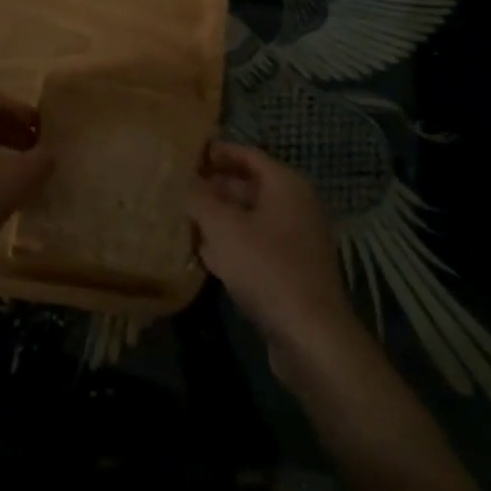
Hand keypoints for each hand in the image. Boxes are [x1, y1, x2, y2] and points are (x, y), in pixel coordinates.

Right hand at [188, 143, 360, 373]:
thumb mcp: (223, 227)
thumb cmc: (266, 268)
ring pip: (250, 218)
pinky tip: (204, 254)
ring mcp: (296, 240)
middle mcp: (296, 205)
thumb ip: (198, 197)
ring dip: (219, 218)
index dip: (216, 152)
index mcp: (286, 184)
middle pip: (249, 185)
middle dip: (214, 187)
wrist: (310, 337)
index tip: (186, 154)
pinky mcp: (292, 271)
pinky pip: (256, 246)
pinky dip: (232, 244)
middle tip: (179, 188)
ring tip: (184, 218)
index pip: (247, 154)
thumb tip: (181, 178)